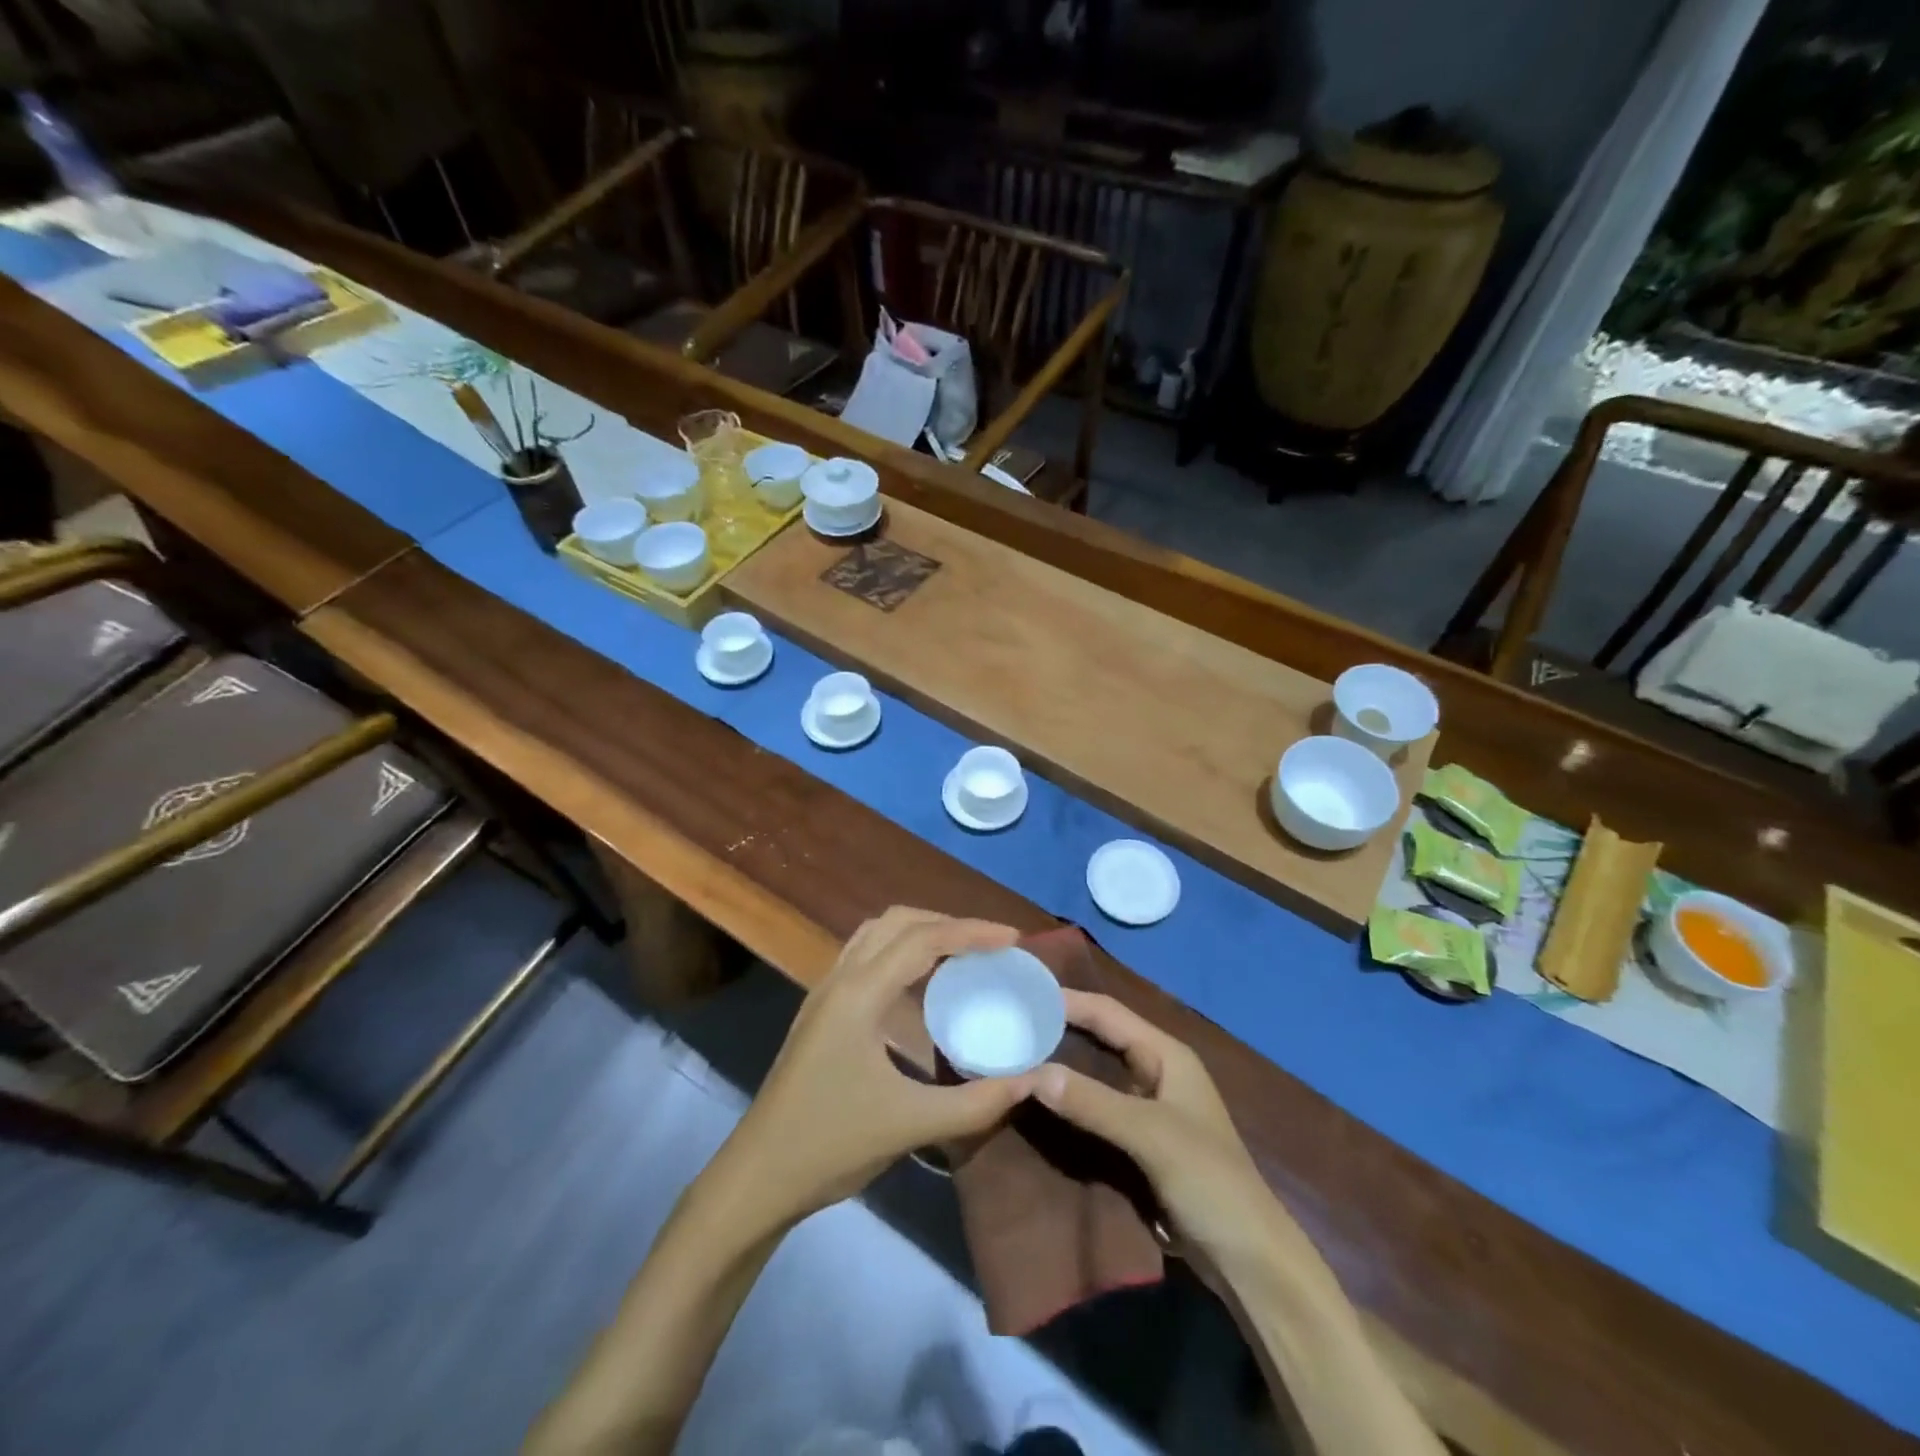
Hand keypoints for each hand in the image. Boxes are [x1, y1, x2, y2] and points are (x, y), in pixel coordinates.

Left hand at [720, 908, 1042, 1226]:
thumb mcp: (910, 1124)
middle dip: (947, 923)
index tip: (1014, 939)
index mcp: (858, 994)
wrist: (757, 1177)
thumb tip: (1032, 1081)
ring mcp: (825, 993)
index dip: (972, 932)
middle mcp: (839, 979)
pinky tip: (921, 986)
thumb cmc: (831, 1144)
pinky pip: (865, 958)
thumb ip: (977, 1103)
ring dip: (920, 933)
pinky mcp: (820, 1012)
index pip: (923, 939)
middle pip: (897, 922)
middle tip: (990, 945)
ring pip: (876, 935)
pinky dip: (900, 954)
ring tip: (962, 955)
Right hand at [1034, 991, 1315, 1282]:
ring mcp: (1147, 1106)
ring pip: (1095, 1073)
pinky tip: (1040, 1101)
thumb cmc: (1209, 1181)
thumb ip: (1093, 1103)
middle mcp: (1156, 1070)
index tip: (1024, 994)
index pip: (1109, 1013)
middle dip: (1060, 1029)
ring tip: (1015, 1055)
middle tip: (1011, 1024)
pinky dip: (1070, 1100)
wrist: (1248, 1259)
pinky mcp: (1138, 1139)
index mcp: (1166, 1055)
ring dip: (1061, 1064)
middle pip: (1100, 1038)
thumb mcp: (1150, 1135)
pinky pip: (1096, 1107)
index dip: (1068, 1001)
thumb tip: (1033, 1073)